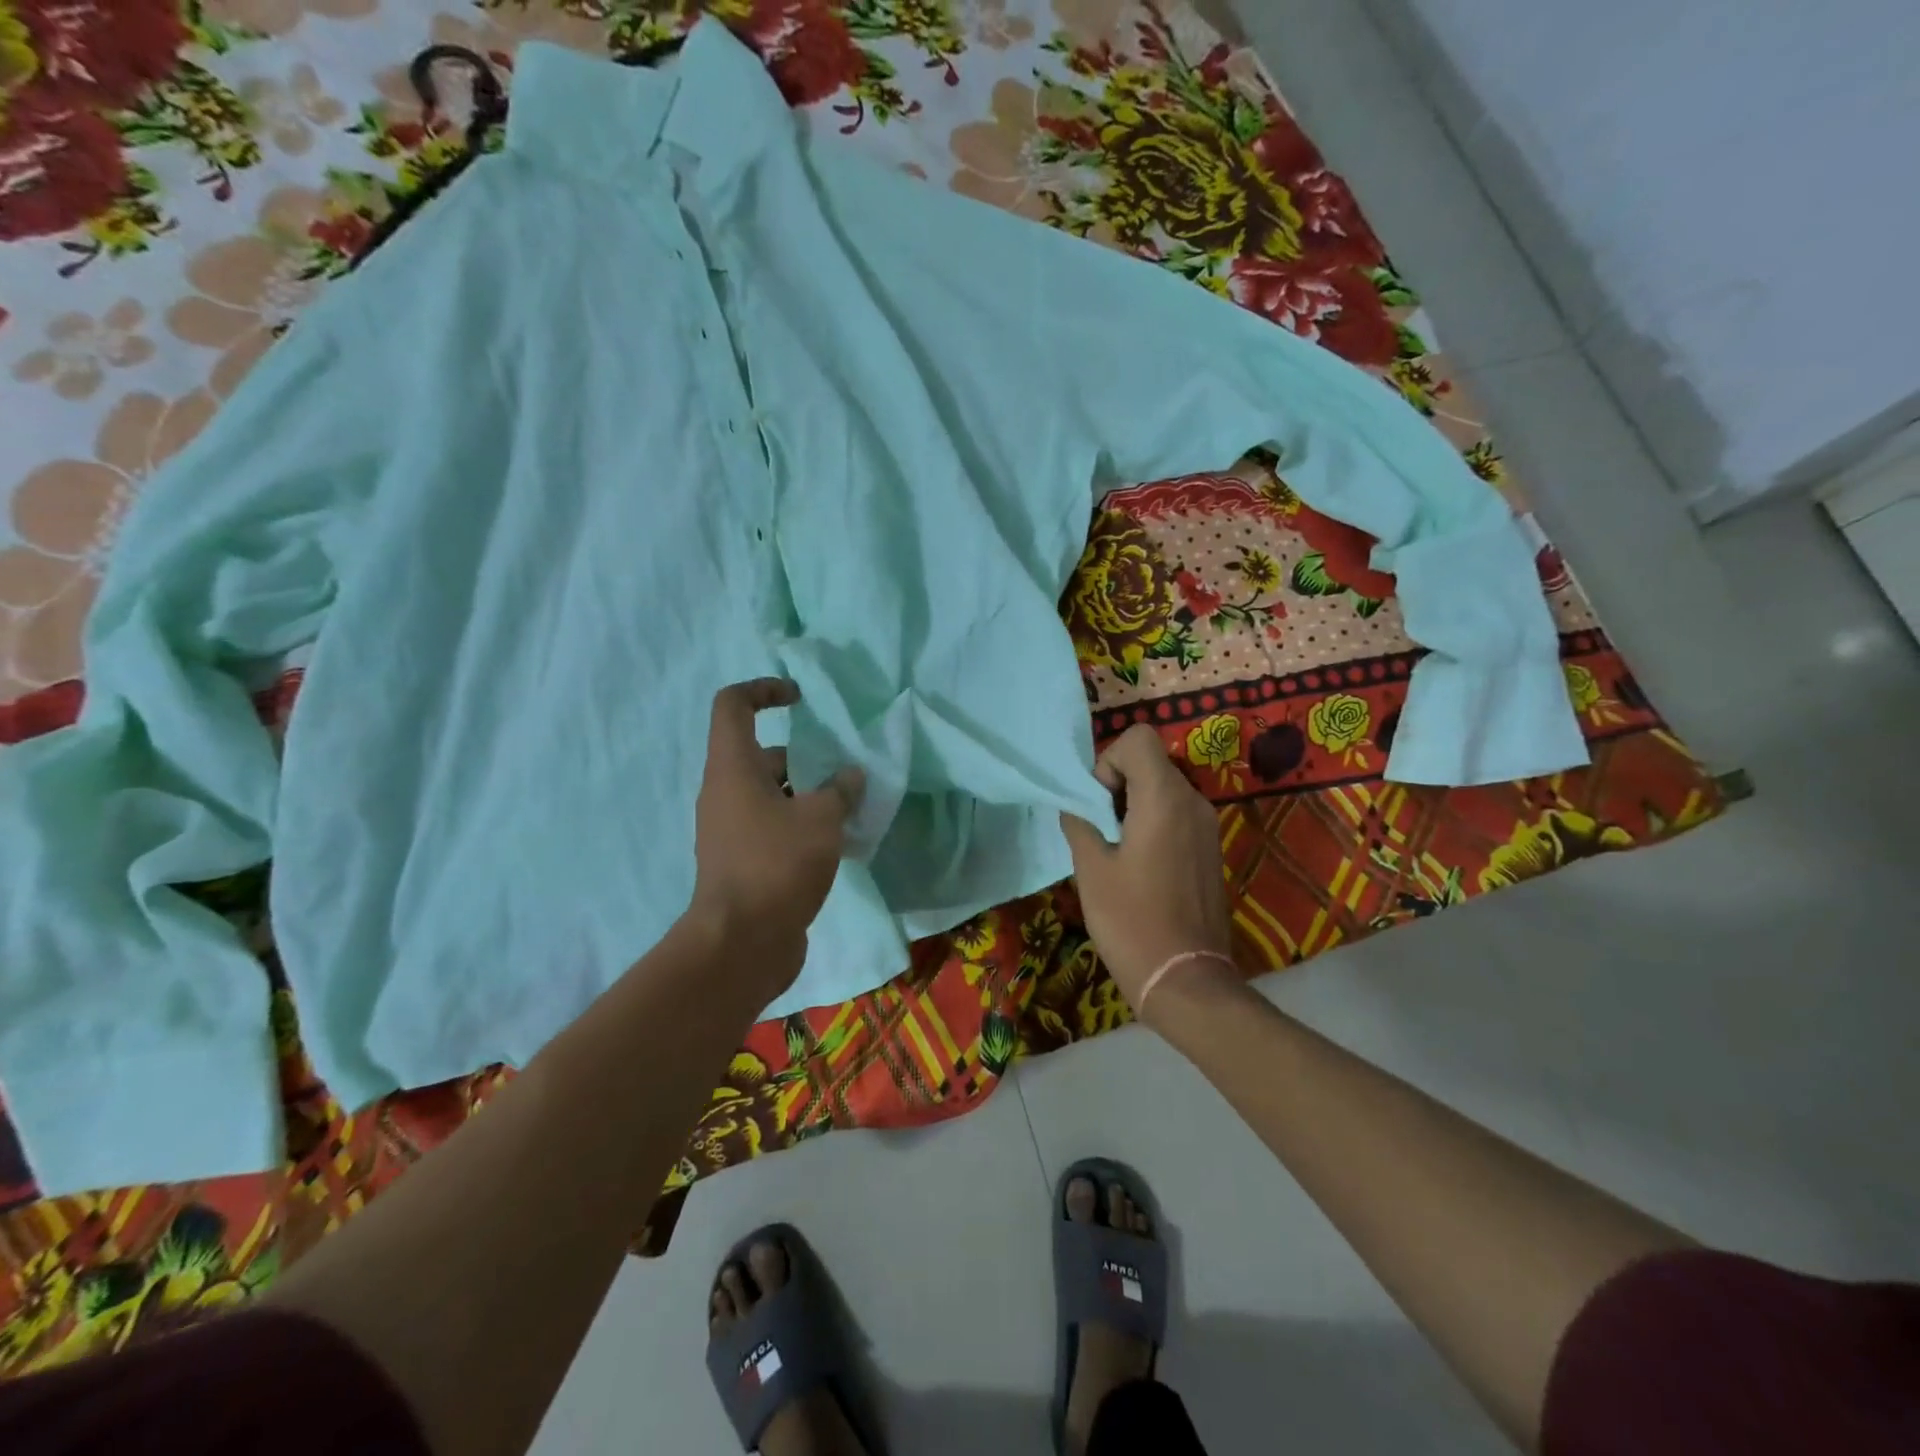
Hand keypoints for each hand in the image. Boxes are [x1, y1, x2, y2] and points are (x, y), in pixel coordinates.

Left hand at [687, 679, 864, 996]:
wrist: (741, 944)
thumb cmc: (777, 865)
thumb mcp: (821, 819)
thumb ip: (840, 790)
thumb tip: (850, 775)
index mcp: (732, 769)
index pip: (733, 706)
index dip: (765, 690)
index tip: (801, 700)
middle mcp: (725, 793)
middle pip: (764, 755)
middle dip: (807, 759)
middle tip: (847, 774)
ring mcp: (732, 830)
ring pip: (774, 795)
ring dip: (811, 796)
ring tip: (852, 810)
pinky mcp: (744, 861)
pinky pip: (775, 827)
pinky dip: (803, 826)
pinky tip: (839, 843)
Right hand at [1061, 724, 1236, 1019]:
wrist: (1185, 979)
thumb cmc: (1131, 921)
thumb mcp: (1091, 868)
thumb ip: (1080, 822)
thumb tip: (1077, 803)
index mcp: (1165, 798)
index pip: (1137, 739)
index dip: (1109, 760)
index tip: (1098, 802)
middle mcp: (1193, 802)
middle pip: (1150, 762)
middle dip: (1118, 783)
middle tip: (1100, 828)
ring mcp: (1207, 826)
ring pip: (1163, 788)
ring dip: (1134, 804)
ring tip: (1116, 849)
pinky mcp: (1210, 848)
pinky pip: (1177, 814)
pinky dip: (1153, 822)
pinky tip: (1139, 865)